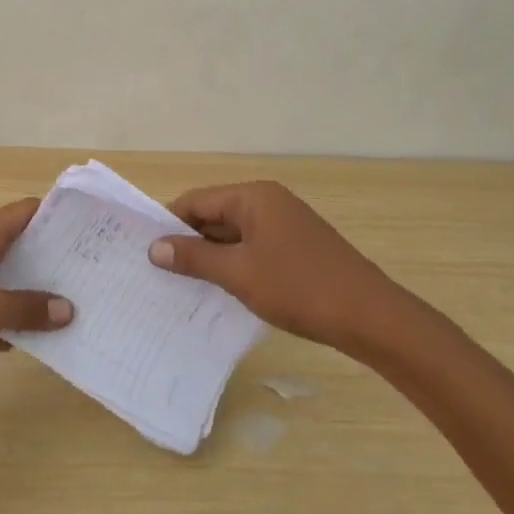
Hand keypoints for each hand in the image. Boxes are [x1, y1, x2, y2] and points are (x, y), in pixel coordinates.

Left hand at [0, 198, 73, 380]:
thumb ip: (28, 309)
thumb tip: (68, 308)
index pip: (28, 211)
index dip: (58, 216)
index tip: (89, 231)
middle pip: (19, 243)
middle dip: (50, 259)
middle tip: (87, 275)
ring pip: (1, 275)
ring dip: (26, 291)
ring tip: (64, 309)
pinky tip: (15, 343)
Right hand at [147, 180, 429, 352]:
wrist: (369, 316)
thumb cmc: (298, 287)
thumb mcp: (238, 273)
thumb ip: (194, 258)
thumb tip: (154, 247)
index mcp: (254, 197)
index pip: (197, 201)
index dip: (168, 223)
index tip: (144, 249)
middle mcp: (269, 203)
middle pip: (215, 215)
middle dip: (188, 242)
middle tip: (156, 271)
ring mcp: (286, 226)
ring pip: (234, 236)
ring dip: (210, 257)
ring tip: (180, 285)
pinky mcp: (297, 249)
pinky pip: (253, 249)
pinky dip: (234, 266)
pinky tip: (219, 290)